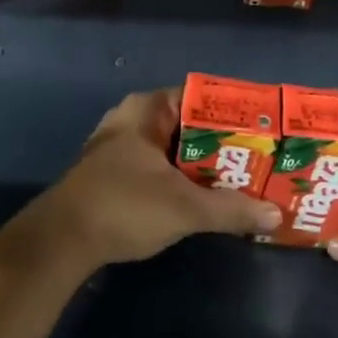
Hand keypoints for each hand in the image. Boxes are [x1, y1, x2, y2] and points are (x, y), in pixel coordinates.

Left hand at [26, 89, 280, 269]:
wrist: (61, 240)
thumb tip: (275, 214)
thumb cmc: (124, 206)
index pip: (199, 97)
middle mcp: (131, 120)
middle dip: (222, 145)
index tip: (263, 131)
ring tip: (241, 181)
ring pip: (172, 150)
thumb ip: (231, 209)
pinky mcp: (113, 175)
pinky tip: (204, 199)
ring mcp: (119, 148)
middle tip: (260, 160)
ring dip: (202, 166)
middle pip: (188, 126)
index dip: (232, 113)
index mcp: (145, 110)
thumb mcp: (185, 208)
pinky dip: (181, 180)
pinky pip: (157, 168)